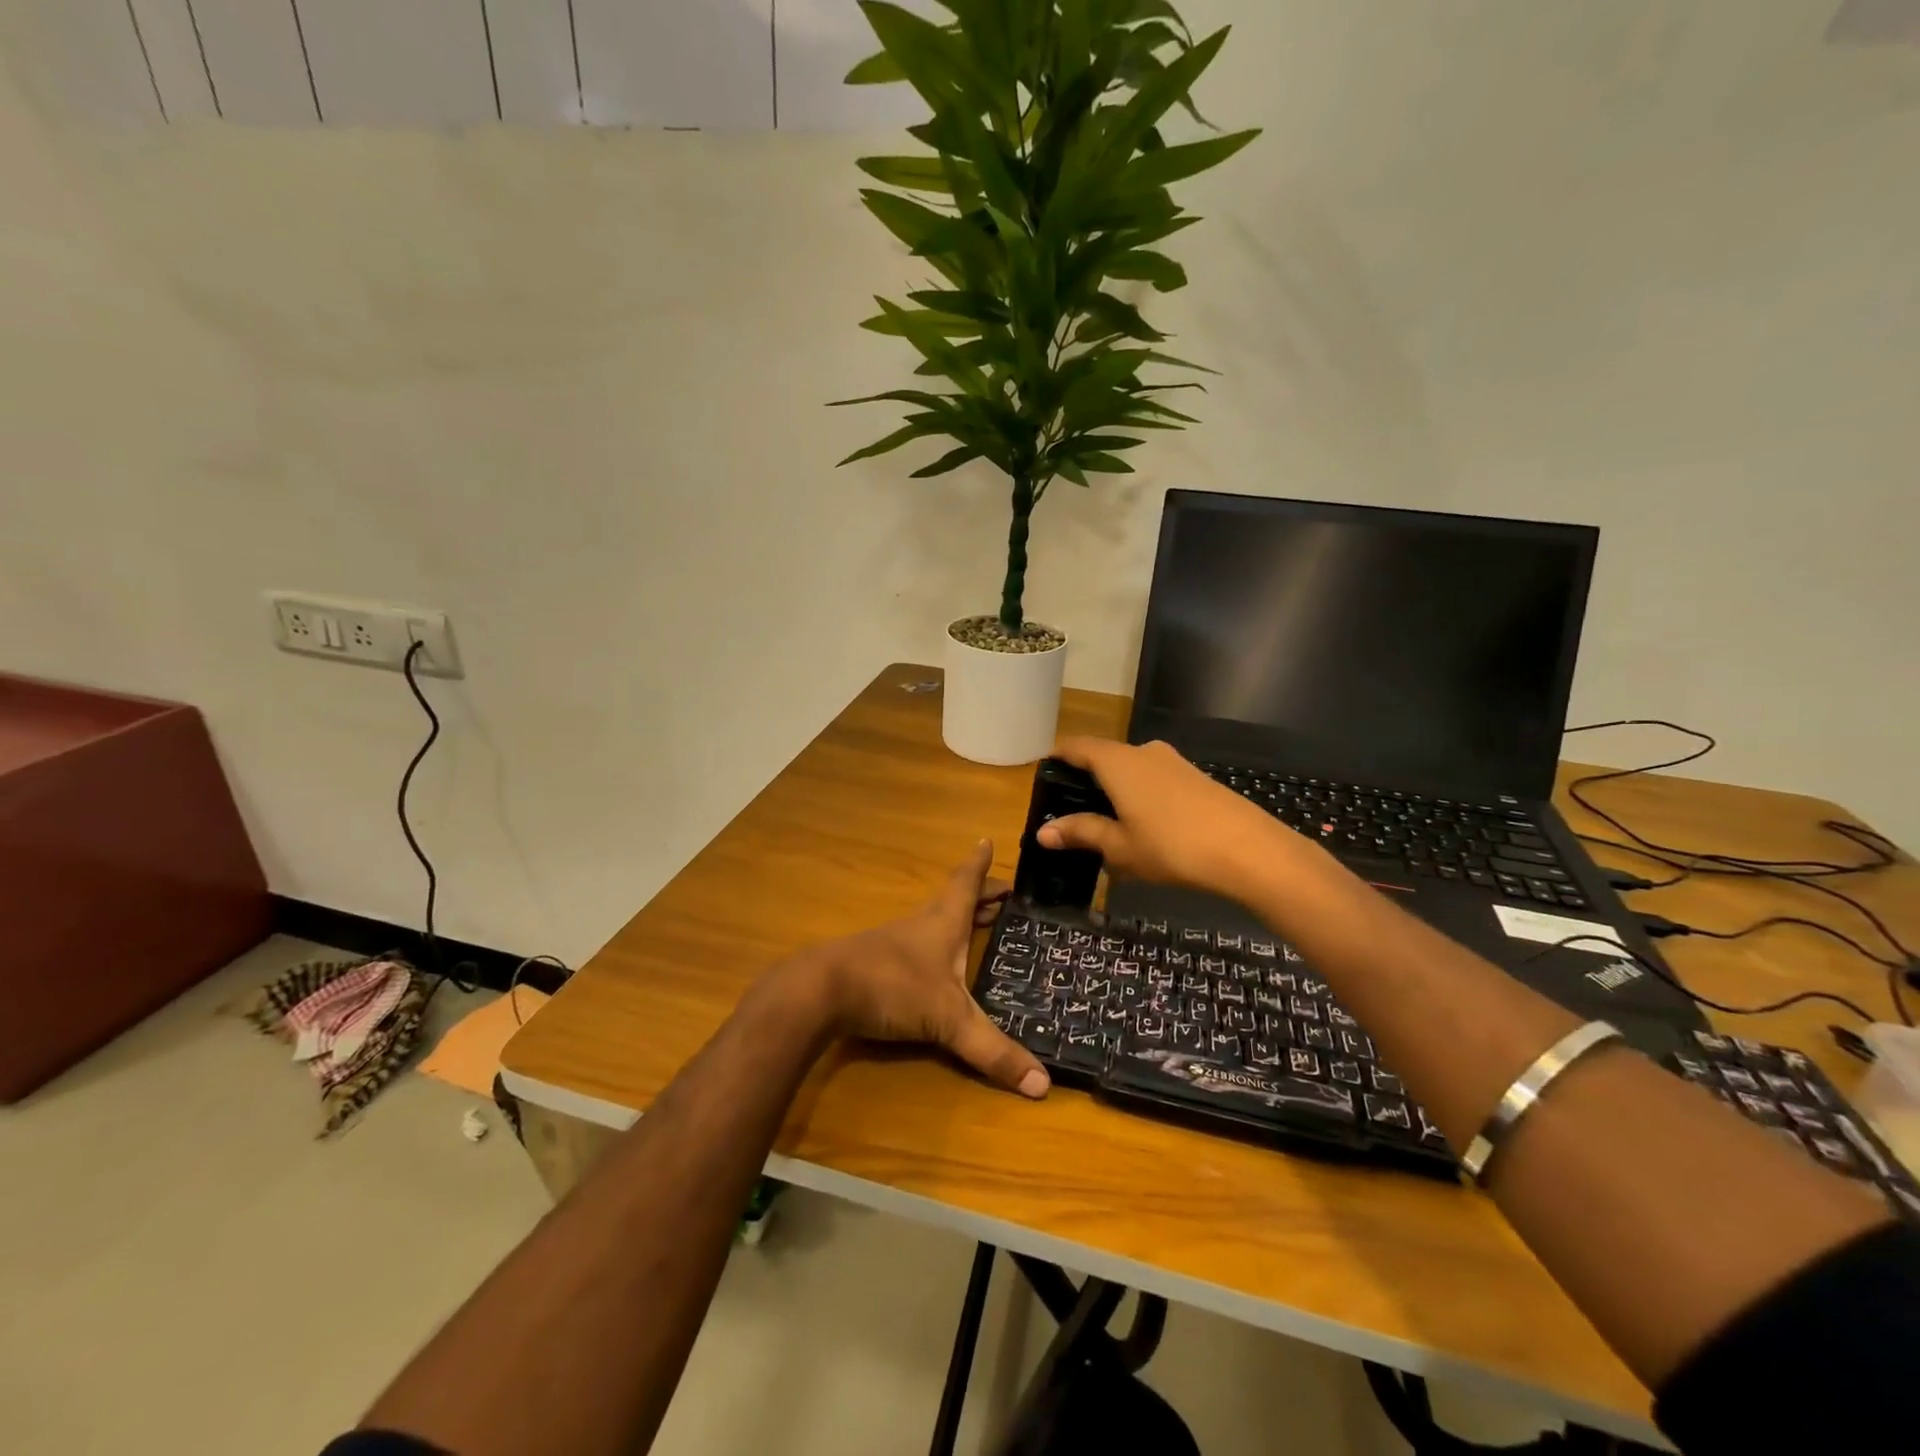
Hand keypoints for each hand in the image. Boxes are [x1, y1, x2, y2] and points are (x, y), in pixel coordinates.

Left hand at [810, 841, 1049, 1099]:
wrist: (821, 991)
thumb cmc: (892, 985)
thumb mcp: (948, 1019)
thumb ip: (992, 1050)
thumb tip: (1043, 1084)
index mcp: (944, 921)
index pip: (966, 883)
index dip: (979, 865)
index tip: (987, 841)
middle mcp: (922, 924)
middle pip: (954, 900)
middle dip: (980, 896)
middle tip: (1004, 894)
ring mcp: (896, 942)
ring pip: (935, 921)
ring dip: (958, 919)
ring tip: (979, 924)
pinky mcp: (877, 963)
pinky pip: (917, 945)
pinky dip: (936, 945)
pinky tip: (937, 965)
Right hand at [1037, 738, 1294, 895]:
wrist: (1248, 849)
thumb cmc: (1171, 846)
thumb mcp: (1119, 846)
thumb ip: (1081, 833)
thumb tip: (1043, 832)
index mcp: (1117, 762)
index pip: (1076, 746)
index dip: (1057, 757)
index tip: (1044, 774)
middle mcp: (1143, 752)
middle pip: (1104, 756)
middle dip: (1086, 778)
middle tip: (1071, 809)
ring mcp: (1173, 762)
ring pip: (1131, 768)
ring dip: (1115, 788)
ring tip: (1106, 822)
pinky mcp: (1195, 777)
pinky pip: (1154, 779)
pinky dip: (1139, 794)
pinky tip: (1143, 825)